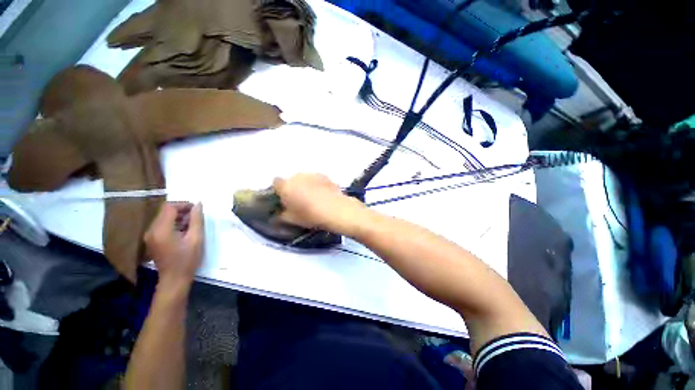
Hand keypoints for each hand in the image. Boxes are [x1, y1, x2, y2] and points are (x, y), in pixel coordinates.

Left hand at [144, 202, 203, 287]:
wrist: (174, 279)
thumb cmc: (187, 259)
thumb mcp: (196, 238)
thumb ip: (197, 220)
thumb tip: (198, 204)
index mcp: (161, 230)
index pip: (169, 207)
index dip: (184, 205)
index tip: (196, 210)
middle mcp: (151, 230)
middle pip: (165, 211)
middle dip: (181, 211)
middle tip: (196, 218)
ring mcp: (149, 236)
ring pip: (163, 218)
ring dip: (178, 217)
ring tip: (191, 225)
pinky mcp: (151, 240)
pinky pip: (161, 225)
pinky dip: (173, 224)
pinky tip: (183, 232)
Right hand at [273, 173, 365, 233]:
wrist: (335, 209)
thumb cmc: (310, 215)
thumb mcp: (292, 220)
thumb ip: (282, 214)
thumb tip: (280, 212)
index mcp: (286, 186)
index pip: (276, 183)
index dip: (280, 190)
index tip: (284, 198)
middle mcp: (297, 176)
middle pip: (292, 180)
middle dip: (294, 187)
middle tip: (300, 199)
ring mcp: (312, 174)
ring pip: (304, 179)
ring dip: (306, 185)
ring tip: (314, 197)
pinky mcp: (324, 175)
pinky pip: (316, 179)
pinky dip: (317, 184)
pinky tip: (324, 194)